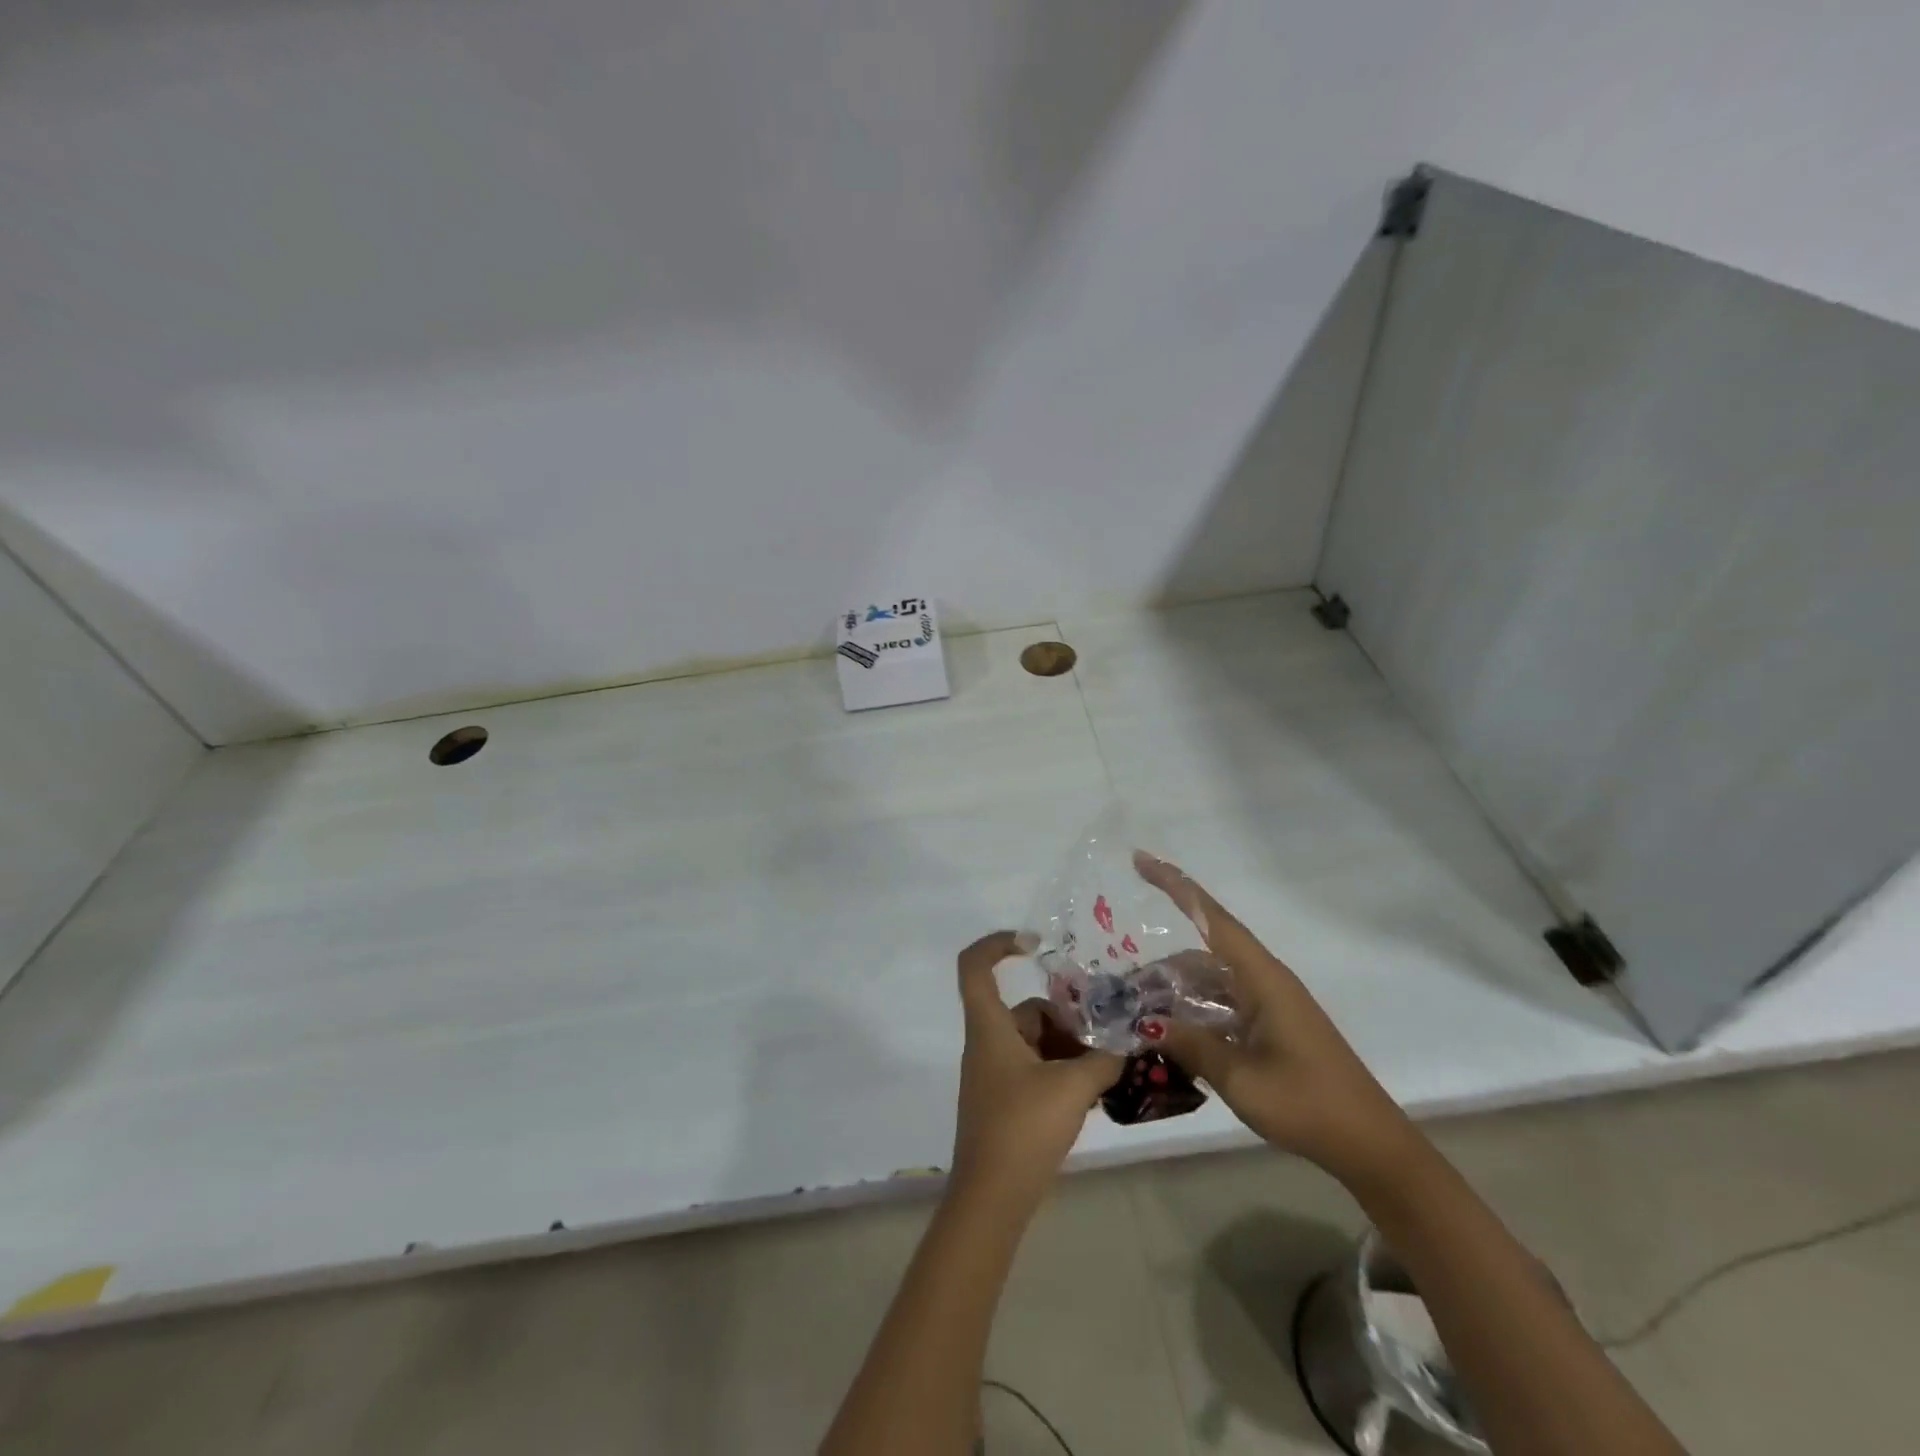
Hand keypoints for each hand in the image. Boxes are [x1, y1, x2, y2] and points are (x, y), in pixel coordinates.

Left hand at [950, 931, 1123, 1209]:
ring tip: (1111, 1063)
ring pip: (1036, 1041)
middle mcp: (988, 1043)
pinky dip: (1063, 1071)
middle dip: (1067, 1016)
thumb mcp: (1072, 1088)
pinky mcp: (1006, 1101)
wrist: (992, 1200)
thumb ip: (1103, 1059)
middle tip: (1108, 1030)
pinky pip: (1037, 1068)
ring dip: (1071, 1047)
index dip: (997, 944)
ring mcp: (995, 1075)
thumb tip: (1127, 1041)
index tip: (1035, 945)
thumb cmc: (1022, 1129)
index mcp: (990, 1028)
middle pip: (1026, 1010)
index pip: (975, 966)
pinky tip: (1097, 1089)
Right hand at [1133, 853, 1414, 1185]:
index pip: (1212, 918)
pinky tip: (1173, 1037)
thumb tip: (1146, 1023)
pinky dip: (1195, 1012)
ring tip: (1141, 1019)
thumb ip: (1191, 1045)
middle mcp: (1265, 981)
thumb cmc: (1308, 1104)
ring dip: (1176, 993)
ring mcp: (1269, 1004)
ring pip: (1210, 981)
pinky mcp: (1272, 1026)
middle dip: (1162, 967)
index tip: (1141, 861)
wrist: (1370, 1145)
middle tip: (1125, 993)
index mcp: (1262, 979)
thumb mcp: (1241, 1078)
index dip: (1175, 886)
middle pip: (1202, 953)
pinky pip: (1223, 1004)